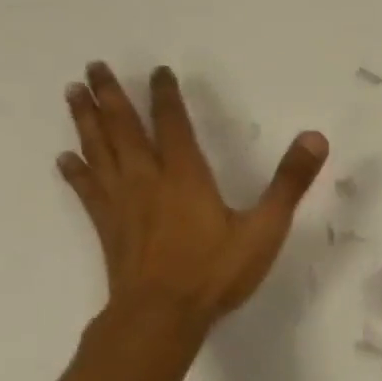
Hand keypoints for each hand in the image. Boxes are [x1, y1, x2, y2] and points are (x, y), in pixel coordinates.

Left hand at [59, 63, 327, 326]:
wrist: (161, 314)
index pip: (173, 124)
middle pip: (125, 129)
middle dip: (112, 96)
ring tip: (74, 92)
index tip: (158, 70)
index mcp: (186, 175)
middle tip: (95, 65)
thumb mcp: (265, 227)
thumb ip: (289, 182)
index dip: (166, 95)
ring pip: (100, 151)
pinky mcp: (108, 227)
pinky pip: (87, 190)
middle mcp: (148, 180)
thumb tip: (315, 137)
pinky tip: (65, 158)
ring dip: (87, 120)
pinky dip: (76, 171)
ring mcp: (123, 204)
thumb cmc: (216, 271)